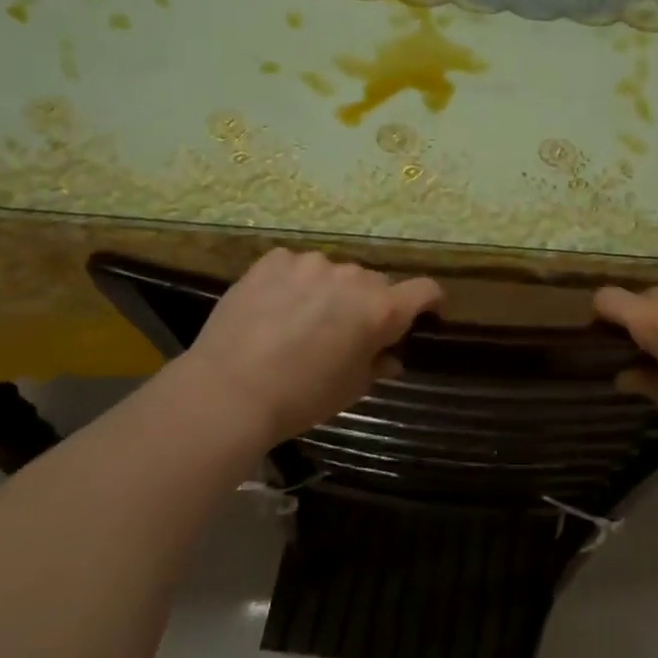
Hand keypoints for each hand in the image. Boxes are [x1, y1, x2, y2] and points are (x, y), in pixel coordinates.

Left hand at [184, 250, 442, 447]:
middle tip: (346, 332)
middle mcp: (352, 277)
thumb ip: (378, 365)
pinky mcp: (273, 260)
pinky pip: (296, 266)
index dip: (429, 301)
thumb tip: (390, 357)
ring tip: (302, 319)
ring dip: (330, 291)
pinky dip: (294, 282)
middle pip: (375, 283)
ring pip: (334, 273)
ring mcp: (311, 264)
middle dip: (369, 304)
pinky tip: (274, 307)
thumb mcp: (351, 388)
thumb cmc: (301, 397)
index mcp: (380, 309)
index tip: (423, 315)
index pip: (425, 290)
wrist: (228, 391)